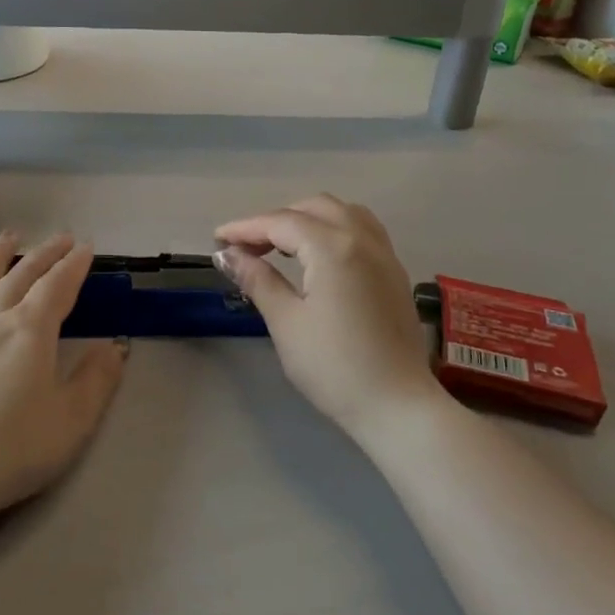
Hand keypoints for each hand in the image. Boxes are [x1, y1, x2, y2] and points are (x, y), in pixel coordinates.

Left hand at [0, 232, 126, 520]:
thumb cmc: (12, 451)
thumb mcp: (72, 421)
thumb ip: (97, 380)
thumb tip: (116, 346)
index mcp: (28, 332)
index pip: (57, 287)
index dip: (73, 266)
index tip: (85, 248)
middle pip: (19, 278)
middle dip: (43, 256)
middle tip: (59, 238)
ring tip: (8, 238)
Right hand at [215, 196, 441, 438]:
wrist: (397, 406)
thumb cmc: (334, 367)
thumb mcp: (287, 323)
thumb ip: (258, 280)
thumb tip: (227, 255)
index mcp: (333, 248)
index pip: (281, 223)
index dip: (245, 228)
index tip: (217, 239)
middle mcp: (362, 239)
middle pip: (313, 208)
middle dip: (276, 220)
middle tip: (247, 247)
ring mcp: (385, 254)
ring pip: (342, 213)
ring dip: (308, 219)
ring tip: (281, 246)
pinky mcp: (395, 273)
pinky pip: (362, 230)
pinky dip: (334, 229)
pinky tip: (319, 257)